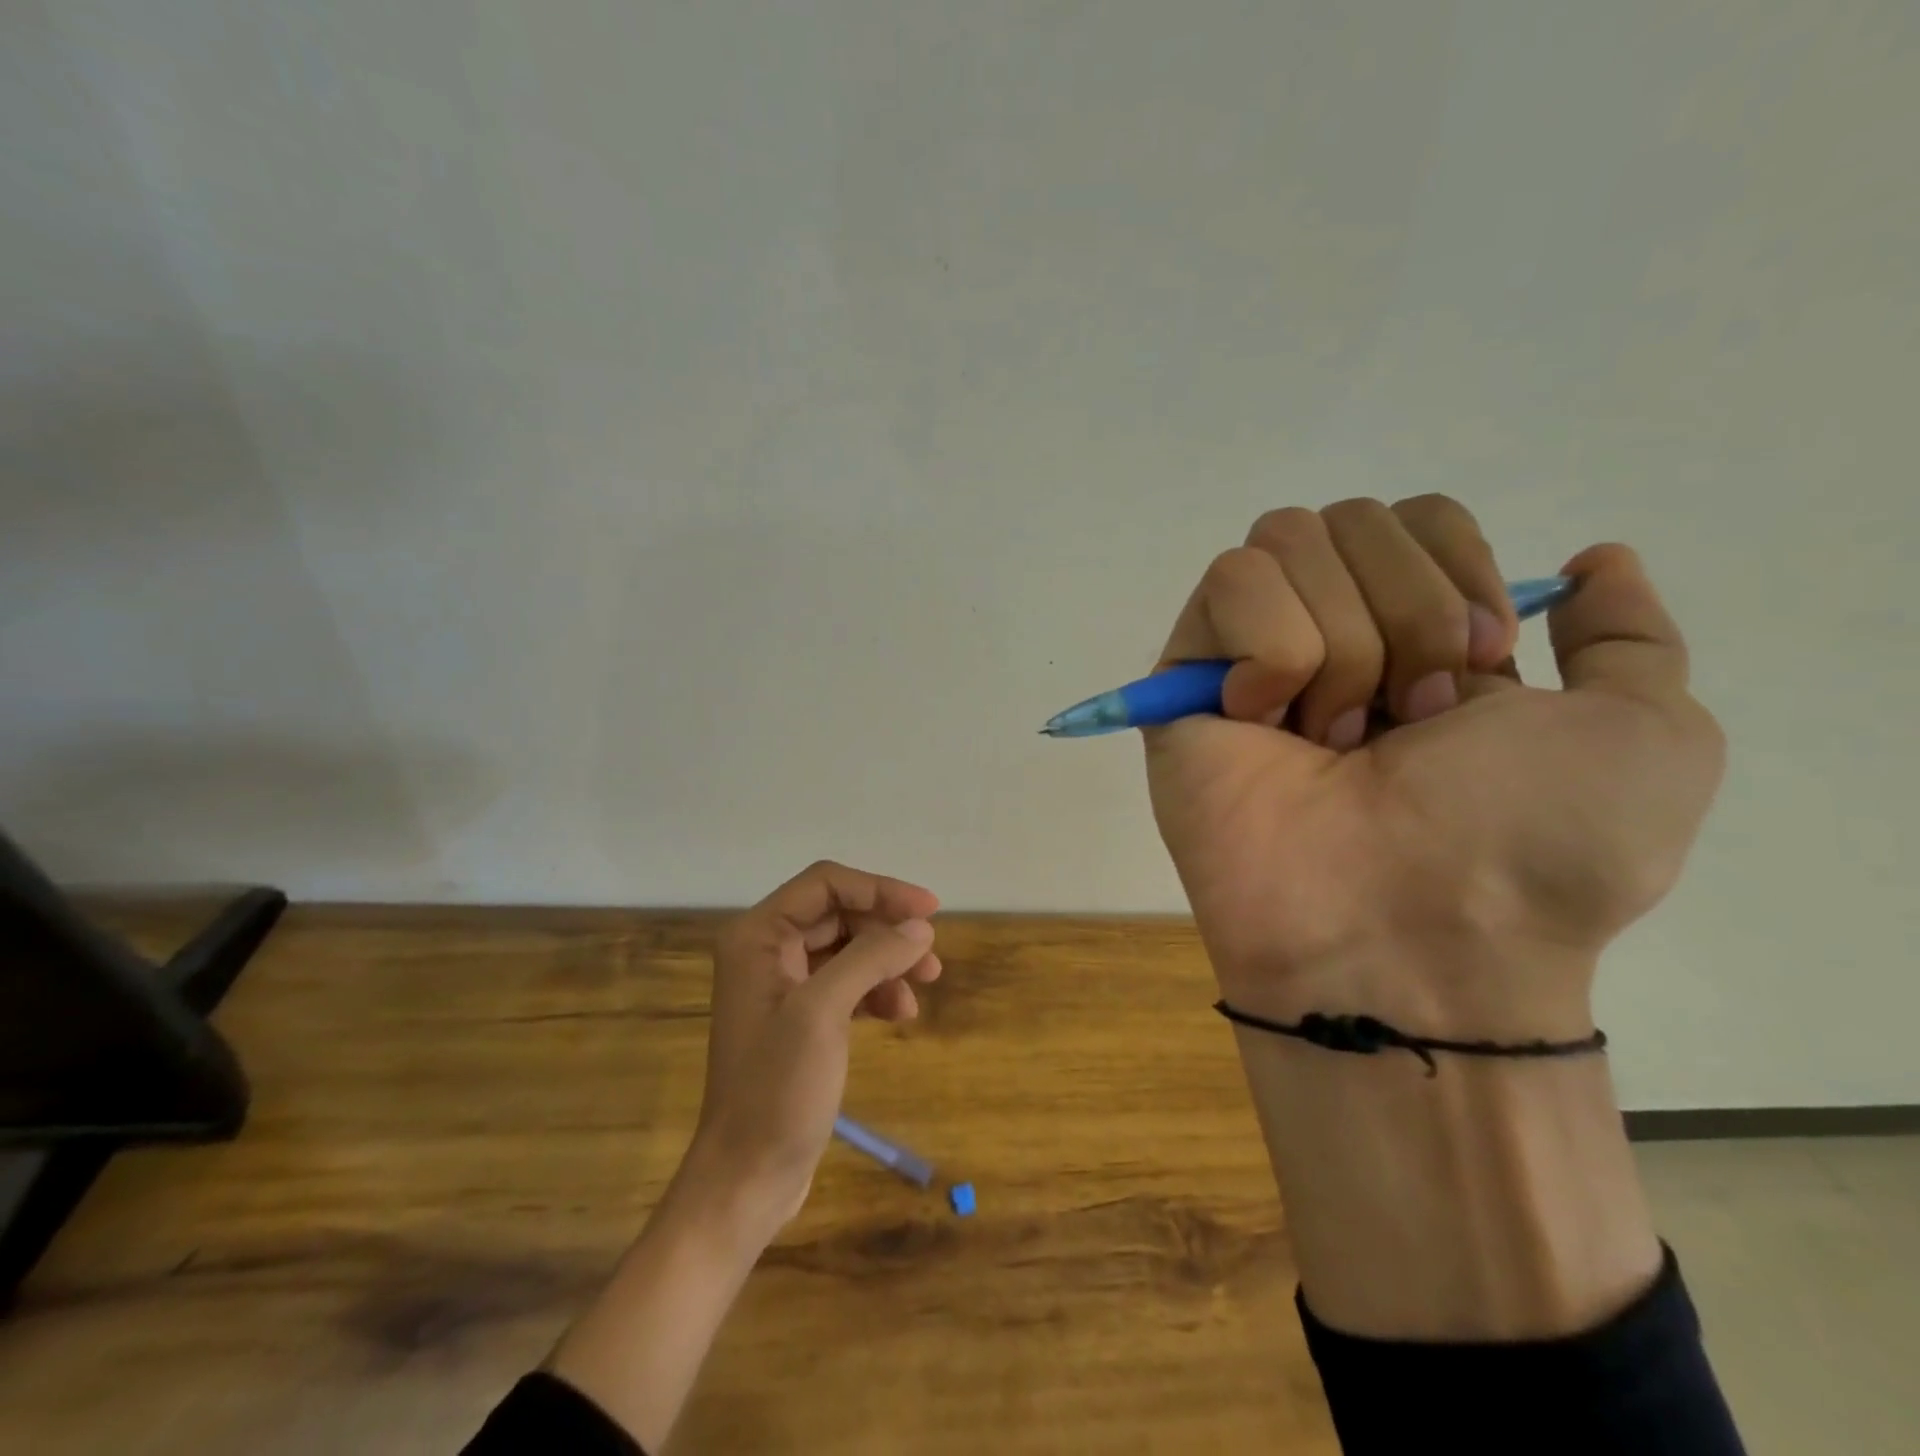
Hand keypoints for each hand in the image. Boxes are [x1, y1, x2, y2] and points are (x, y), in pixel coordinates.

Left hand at [546, 862, 939, 1450]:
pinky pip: (847, 983)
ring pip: (849, 949)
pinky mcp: (801, 1018)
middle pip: (840, 914)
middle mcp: (768, 951)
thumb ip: (871, 958)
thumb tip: (920, 927)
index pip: (826, 885)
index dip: (880, 890)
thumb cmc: (776, 1090)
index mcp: (758, 936)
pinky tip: (900, 1014)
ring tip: (925, 985)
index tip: (929, 910)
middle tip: (932, 955)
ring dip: (888, 960)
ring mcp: (784, 986)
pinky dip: (877, 990)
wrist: (747, 1178)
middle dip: (888, 930)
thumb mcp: (823, 1013)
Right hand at [1146, 496, 1724, 1039]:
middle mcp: (1330, 635)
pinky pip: (1229, 584)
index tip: (1483, 665)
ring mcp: (1248, 656)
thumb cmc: (1529, 848)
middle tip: (1407, 723)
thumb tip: (1594, 558)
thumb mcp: (1647, 737)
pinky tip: (1268, 725)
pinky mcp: (1184, 678)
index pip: (1416, 517)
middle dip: (1403, 614)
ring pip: (1284, 541)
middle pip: (1349, 518)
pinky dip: (1272, 650)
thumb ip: (1628, 638)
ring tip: (1334, 741)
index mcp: (1418, 639)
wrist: (1409, 934)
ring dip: (1342, 643)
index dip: (1455, 568)